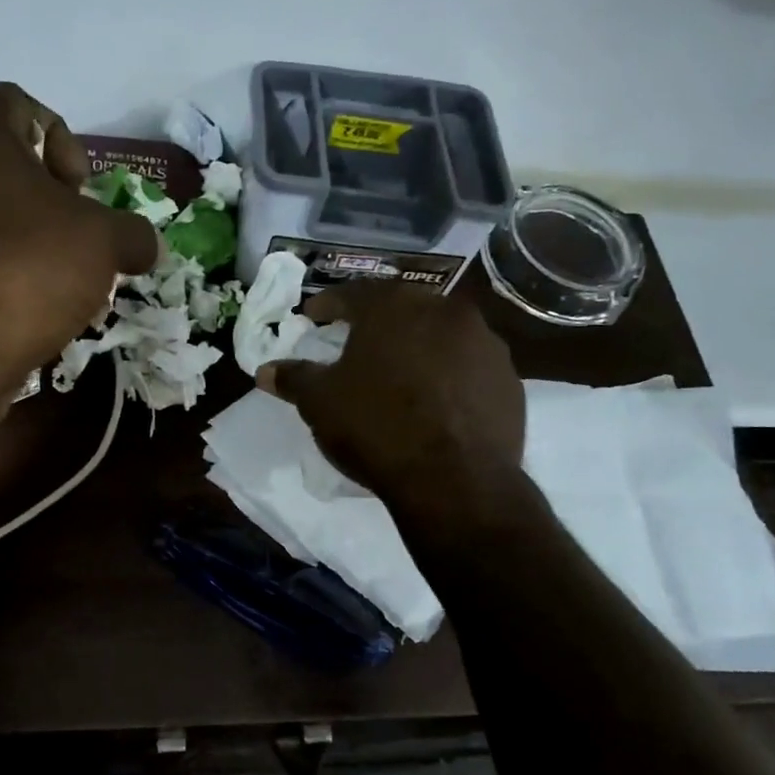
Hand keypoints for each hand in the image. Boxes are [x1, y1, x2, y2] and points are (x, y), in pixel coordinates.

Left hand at [0, 83, 159, 393]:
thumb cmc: (29, 272)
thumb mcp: (104, 244)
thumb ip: (134, 233)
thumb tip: (147, 245)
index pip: (16, 101)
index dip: (60, 136)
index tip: (79, 189)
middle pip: (5, 166)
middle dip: (51, 202)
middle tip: (77, 239)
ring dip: (32, 243)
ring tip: (63, 285)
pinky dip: (4, 275)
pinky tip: (32, 312)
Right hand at [258, 284, 526, 513]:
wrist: (454, 480)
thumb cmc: (375, 427)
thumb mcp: (320, 403)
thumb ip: (293, 378)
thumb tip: (265, 370)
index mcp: (393, 308)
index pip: (353, 294)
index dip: (328, 305)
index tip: (314, 316)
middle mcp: (444, 311)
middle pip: (402, 308)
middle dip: (377, 322)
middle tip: (356, 340)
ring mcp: (484, 344)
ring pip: (441, 334)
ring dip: (418, 346)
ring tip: (400, 373)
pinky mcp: (510, 379)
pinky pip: (469, 367)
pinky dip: (449, 375)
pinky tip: (436, 401)